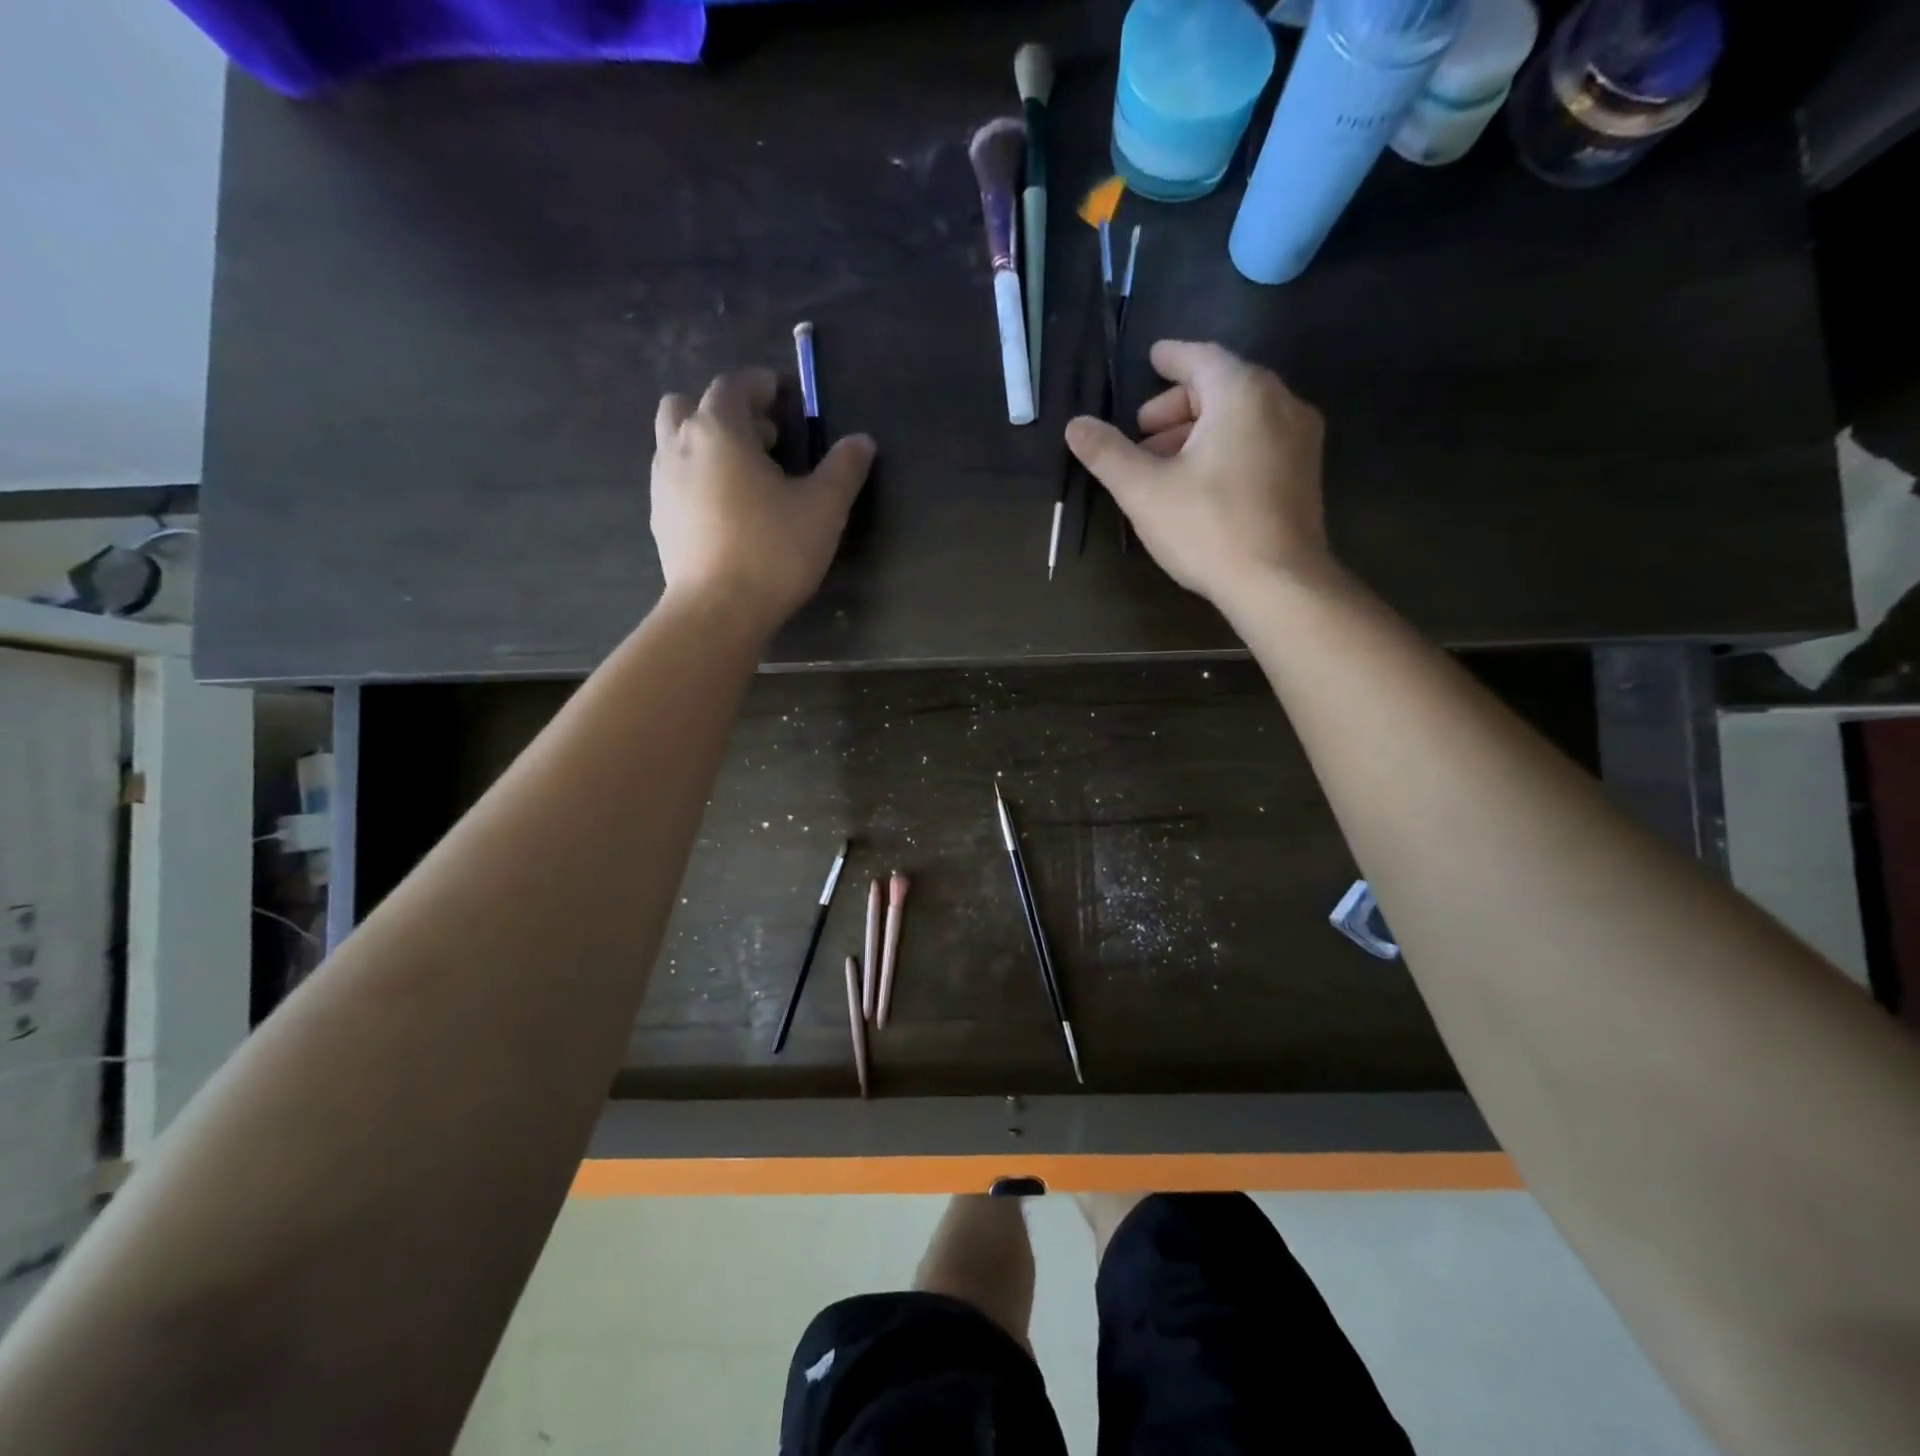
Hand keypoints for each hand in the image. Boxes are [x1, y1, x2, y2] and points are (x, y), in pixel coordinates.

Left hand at [651, 367, 875, 635]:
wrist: (717, 611)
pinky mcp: (659, 519)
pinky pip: (676, 478)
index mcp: (718, 430)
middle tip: (764, 437)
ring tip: (748, 475)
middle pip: (690, 404)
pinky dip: (699, 477)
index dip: (761, 384)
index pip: (734, 385)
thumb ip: (843, 469)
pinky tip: (728, 510)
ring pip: (677, 441)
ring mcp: (662, 484)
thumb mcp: (823, 508)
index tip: (784, 395)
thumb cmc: (773, 551)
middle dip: (726, 411)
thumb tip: (862, 442)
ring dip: (708, 443)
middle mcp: (679, 446)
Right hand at [1064, 341, 1329, 606]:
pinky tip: (1199, 483)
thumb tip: (1075, 425)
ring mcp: (1300, 438)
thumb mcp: (1143, 491)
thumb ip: (1107, 453)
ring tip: (1163, 465)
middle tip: (1142, 433)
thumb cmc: (1207, 528)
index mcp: (1242, 394)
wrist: (1278, 583)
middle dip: (1177, 406)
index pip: (1202, 359)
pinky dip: (1226, 446)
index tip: (1151, 358)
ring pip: (1242, 417)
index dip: (1171, 358)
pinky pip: (1259, 440)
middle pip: (1222, 387)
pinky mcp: (1305, 473)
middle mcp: (1281, 403)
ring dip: (1198, 431)